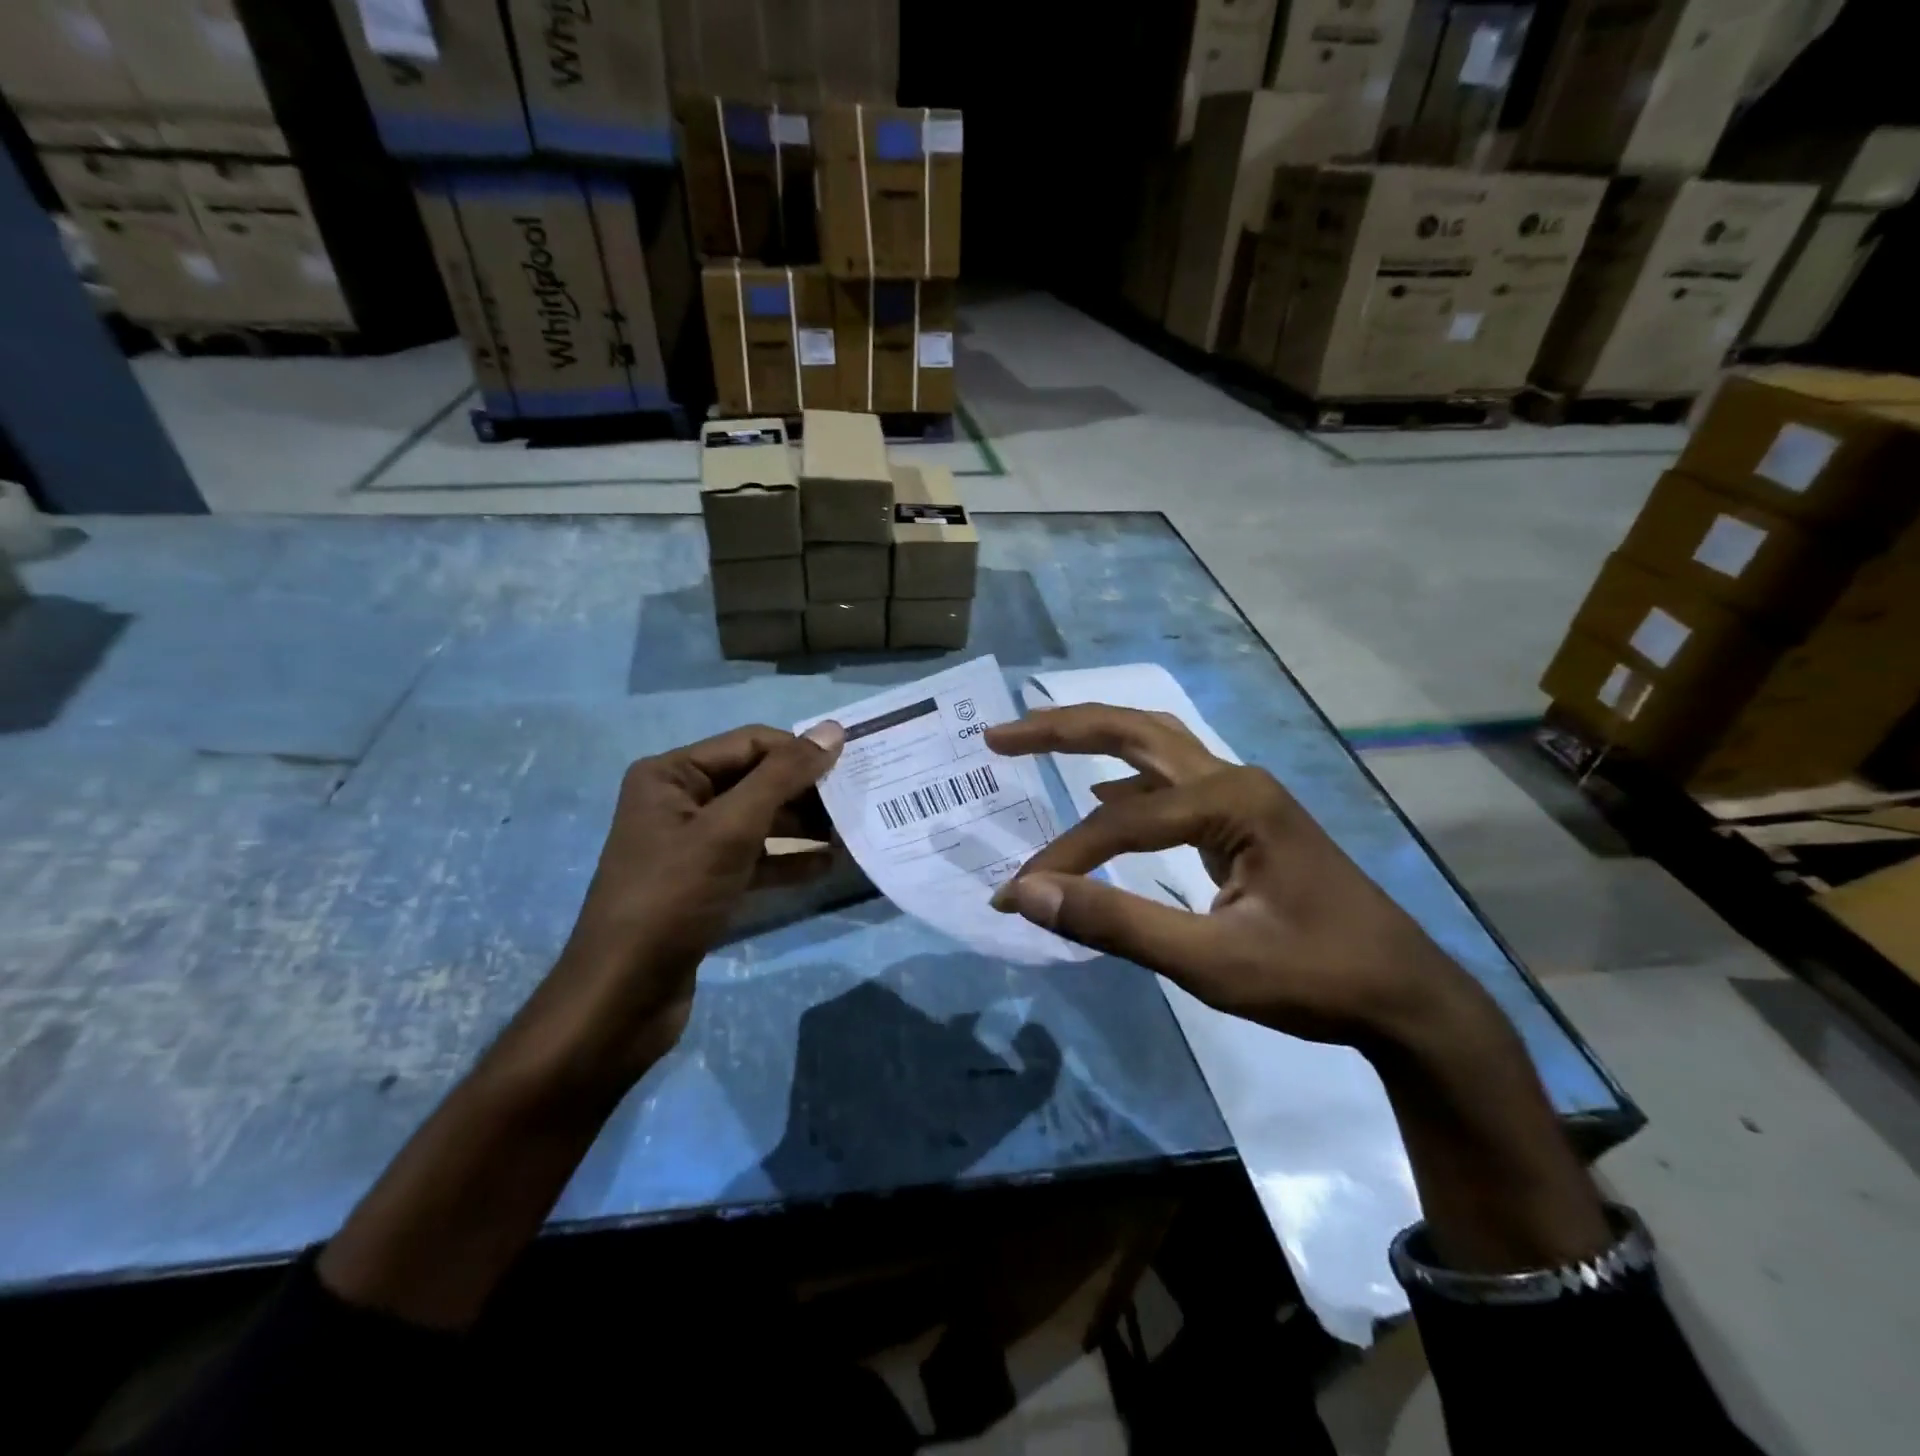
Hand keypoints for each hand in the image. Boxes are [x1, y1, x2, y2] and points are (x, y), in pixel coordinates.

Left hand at [510, 722, 845, 1094]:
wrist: (622, 995)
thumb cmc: (672, 897)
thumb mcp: (730, 830)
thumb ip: (782, 777)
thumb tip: (833, 730)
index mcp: (672, 775)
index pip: (751, 743)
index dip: (801, 752)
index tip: (853, 766)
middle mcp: (679, 801)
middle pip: (757, 781)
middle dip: (806, 793)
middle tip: (857, 804)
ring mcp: (691, 845)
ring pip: (760, 822)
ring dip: (804, 828)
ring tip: (851, 835)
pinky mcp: (704, 883)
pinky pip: (755, 858)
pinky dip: (789, 861)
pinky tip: (828, 867)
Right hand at [985, 705, 1612, 1272]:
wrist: (1406, 997)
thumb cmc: (1314, 978)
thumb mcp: (1210, 961)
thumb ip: (1115, 923)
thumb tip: (1026, 894)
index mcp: (1231, 799)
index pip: (1119, 821)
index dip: (1062, 858)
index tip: (1016, 895)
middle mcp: (1234, 779)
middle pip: (1134, 731)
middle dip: (1061, 728)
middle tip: (998, 737)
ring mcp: (1242, 795)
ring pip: (1154, 745)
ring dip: (1092, 737)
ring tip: (1035, 737)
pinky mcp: (1243, 819)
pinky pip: (1168, 781)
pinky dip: (1122, 779)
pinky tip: (1099, 794)